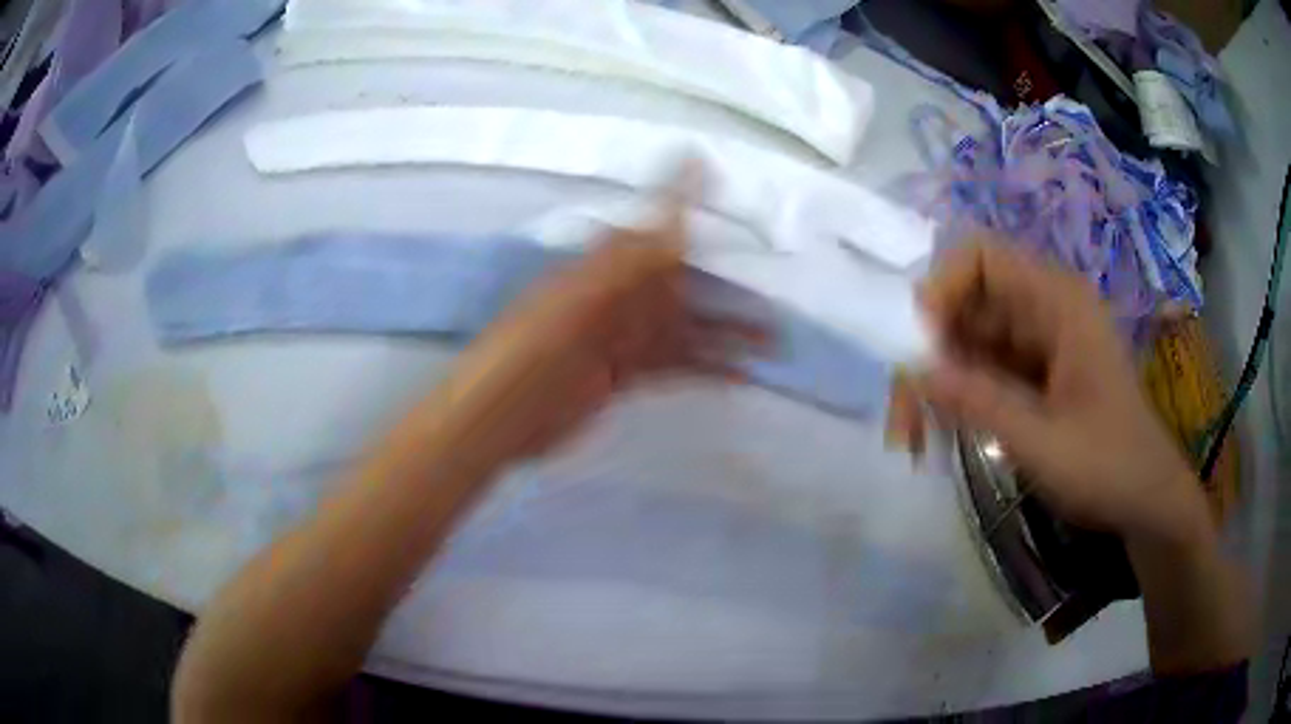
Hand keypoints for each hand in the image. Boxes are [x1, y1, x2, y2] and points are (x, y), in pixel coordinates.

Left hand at [437, 182, 762, 467]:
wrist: (503, 412)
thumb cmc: (539, 342)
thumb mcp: (586, 291)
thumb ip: (637, 249)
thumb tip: (674, 186)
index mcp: (610, 264)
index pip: (661, 222)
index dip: (691, 200)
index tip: (729, 185)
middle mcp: (622, 294)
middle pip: (685, 283)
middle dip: (729, 286)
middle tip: (776, 294)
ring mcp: (624, 338)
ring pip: (687, 327)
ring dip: (728, 332)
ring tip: (774, 340)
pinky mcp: (625, 377)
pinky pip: (675, 367)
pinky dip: (707, 370)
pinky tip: (740, 376)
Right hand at [915, 240, 1208, 543]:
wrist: (1145, 499)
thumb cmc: (1108, 467)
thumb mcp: (1044, 442)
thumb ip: (980, 403)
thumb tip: (914, 372)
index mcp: (1057, 302)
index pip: (981, 258)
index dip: (940, 289)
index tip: (918, 349)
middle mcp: (1045, 309)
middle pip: (967, 303)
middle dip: (929, 351)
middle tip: (904, 417)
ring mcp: (1039, 341)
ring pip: (970, 339)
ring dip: (938, 381)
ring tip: (914, 437)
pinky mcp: (1034, 372)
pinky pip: (983, 368)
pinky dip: (958, 396)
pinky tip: (940, 435)